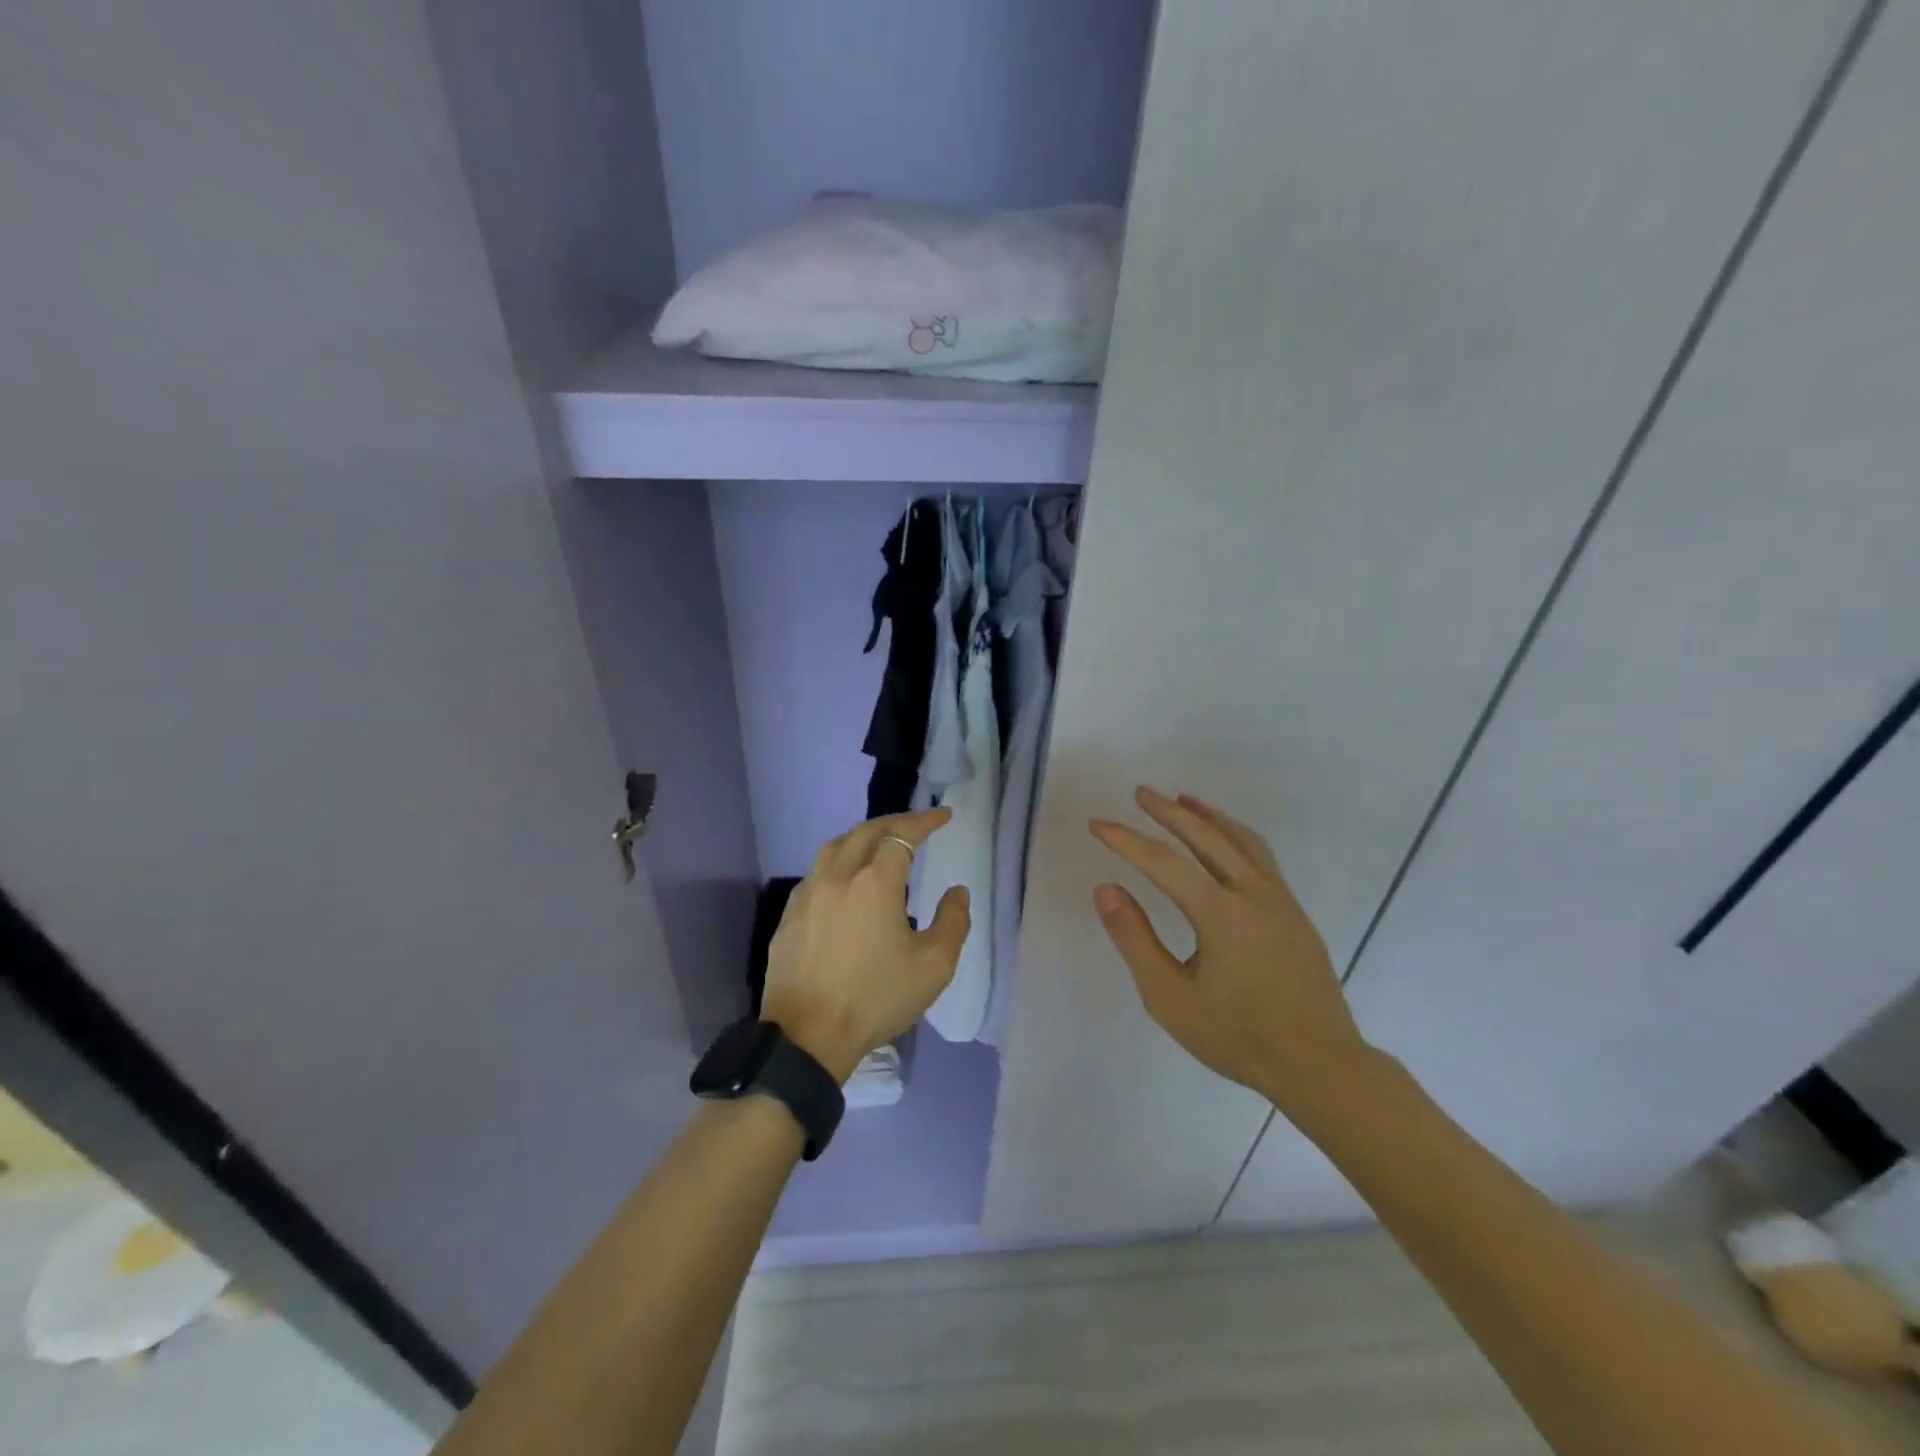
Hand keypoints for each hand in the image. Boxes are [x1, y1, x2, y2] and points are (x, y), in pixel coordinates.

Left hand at [761, 808, 970, 1082]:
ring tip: (880, 845)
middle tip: (917, 825)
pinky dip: (838, 862)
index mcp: (875, 882)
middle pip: (866, 831)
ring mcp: (808, 894)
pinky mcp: (789, 915)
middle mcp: (838, 876)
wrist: (807, 1036)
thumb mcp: (933, 966)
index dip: (924, 821)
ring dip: (862, 837)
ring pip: (835, 846)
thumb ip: (953, 922)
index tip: (943, 816)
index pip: (902, 835)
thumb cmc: (875, 999)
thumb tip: (957, 892)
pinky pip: (816, 872)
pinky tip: (845, 881)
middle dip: (895, 823)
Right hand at [1090, 787, 1371, 1113]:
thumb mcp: (1169, 997)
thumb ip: (1135, 939)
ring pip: (1241, 840)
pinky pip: (1261, 857)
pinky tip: (1226, 840)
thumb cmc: (1237, 1036)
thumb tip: (1106, 889)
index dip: (1126, 840)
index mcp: (1220, 913)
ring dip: (1208, 816)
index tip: (1098, 824)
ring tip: (1183, 800)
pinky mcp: (1295, 912)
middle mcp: (1253, 894)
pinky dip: (1235, 835)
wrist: (1319, 1065)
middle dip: (1169, 812)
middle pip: (1206, 837)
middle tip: (1141, 793)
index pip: (1163, 862)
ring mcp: (1280, 900)